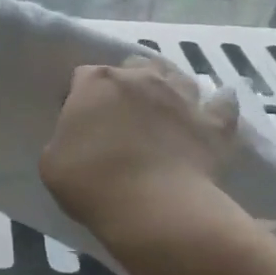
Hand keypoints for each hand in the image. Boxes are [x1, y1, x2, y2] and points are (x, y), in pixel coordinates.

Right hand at [40, 60, 275, 274]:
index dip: (82, 96)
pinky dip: (221, 103)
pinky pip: (224, 104)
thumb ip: (63, 139)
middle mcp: (139, 79)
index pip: (84, 76)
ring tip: (166, 104)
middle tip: (123, 111)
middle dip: (128, 82)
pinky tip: (220, 103)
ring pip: (178, 76)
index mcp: (95, 83)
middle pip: (133, 66)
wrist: (154, 209)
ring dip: (170, 85)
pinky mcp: (213, 123)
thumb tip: (78, 139)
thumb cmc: (92, 183)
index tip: (81, 120)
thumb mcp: (51, 162)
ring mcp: (180, 97)